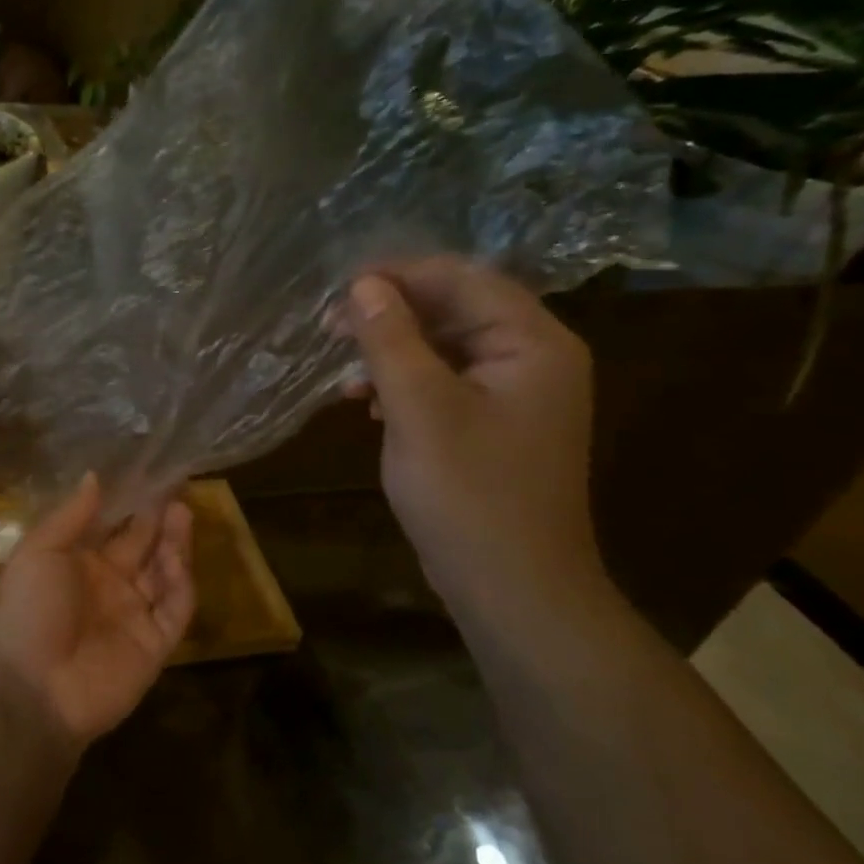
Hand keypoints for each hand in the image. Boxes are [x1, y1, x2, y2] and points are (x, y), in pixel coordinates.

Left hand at [0, 473, 195, 747]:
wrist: (30, 689)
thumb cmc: (27, 610)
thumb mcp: (39, 552)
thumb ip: (70, 516)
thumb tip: (94, 476)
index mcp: (77, 564)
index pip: (112, 528)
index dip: (130, 504)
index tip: (150, 475)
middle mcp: (108, 586)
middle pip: (142, 547)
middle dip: (158, 519)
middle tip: (176, 487)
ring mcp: (133, 615)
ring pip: (164, 573)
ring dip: (174, 544)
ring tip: (180, 511)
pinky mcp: (154, 644)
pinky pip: (175, 609)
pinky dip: (181, 583)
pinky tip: (177, 556)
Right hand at [342, 257, 603, 620]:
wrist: (512, 588)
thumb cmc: (469, 494)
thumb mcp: (419, 409)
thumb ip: (391, 340)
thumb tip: (362, 284)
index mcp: (532, 343)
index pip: (463, 279)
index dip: (398, 275)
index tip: (338, 289)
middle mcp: (533, 358)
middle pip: (456, 309)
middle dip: (391, 314)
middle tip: (330, 328)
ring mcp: (516, 394)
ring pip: (445, 347)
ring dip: (393, 350)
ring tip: (345, 372)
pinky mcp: (494, 424)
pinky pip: (446, 382)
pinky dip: (405, 383)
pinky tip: (369, 402)